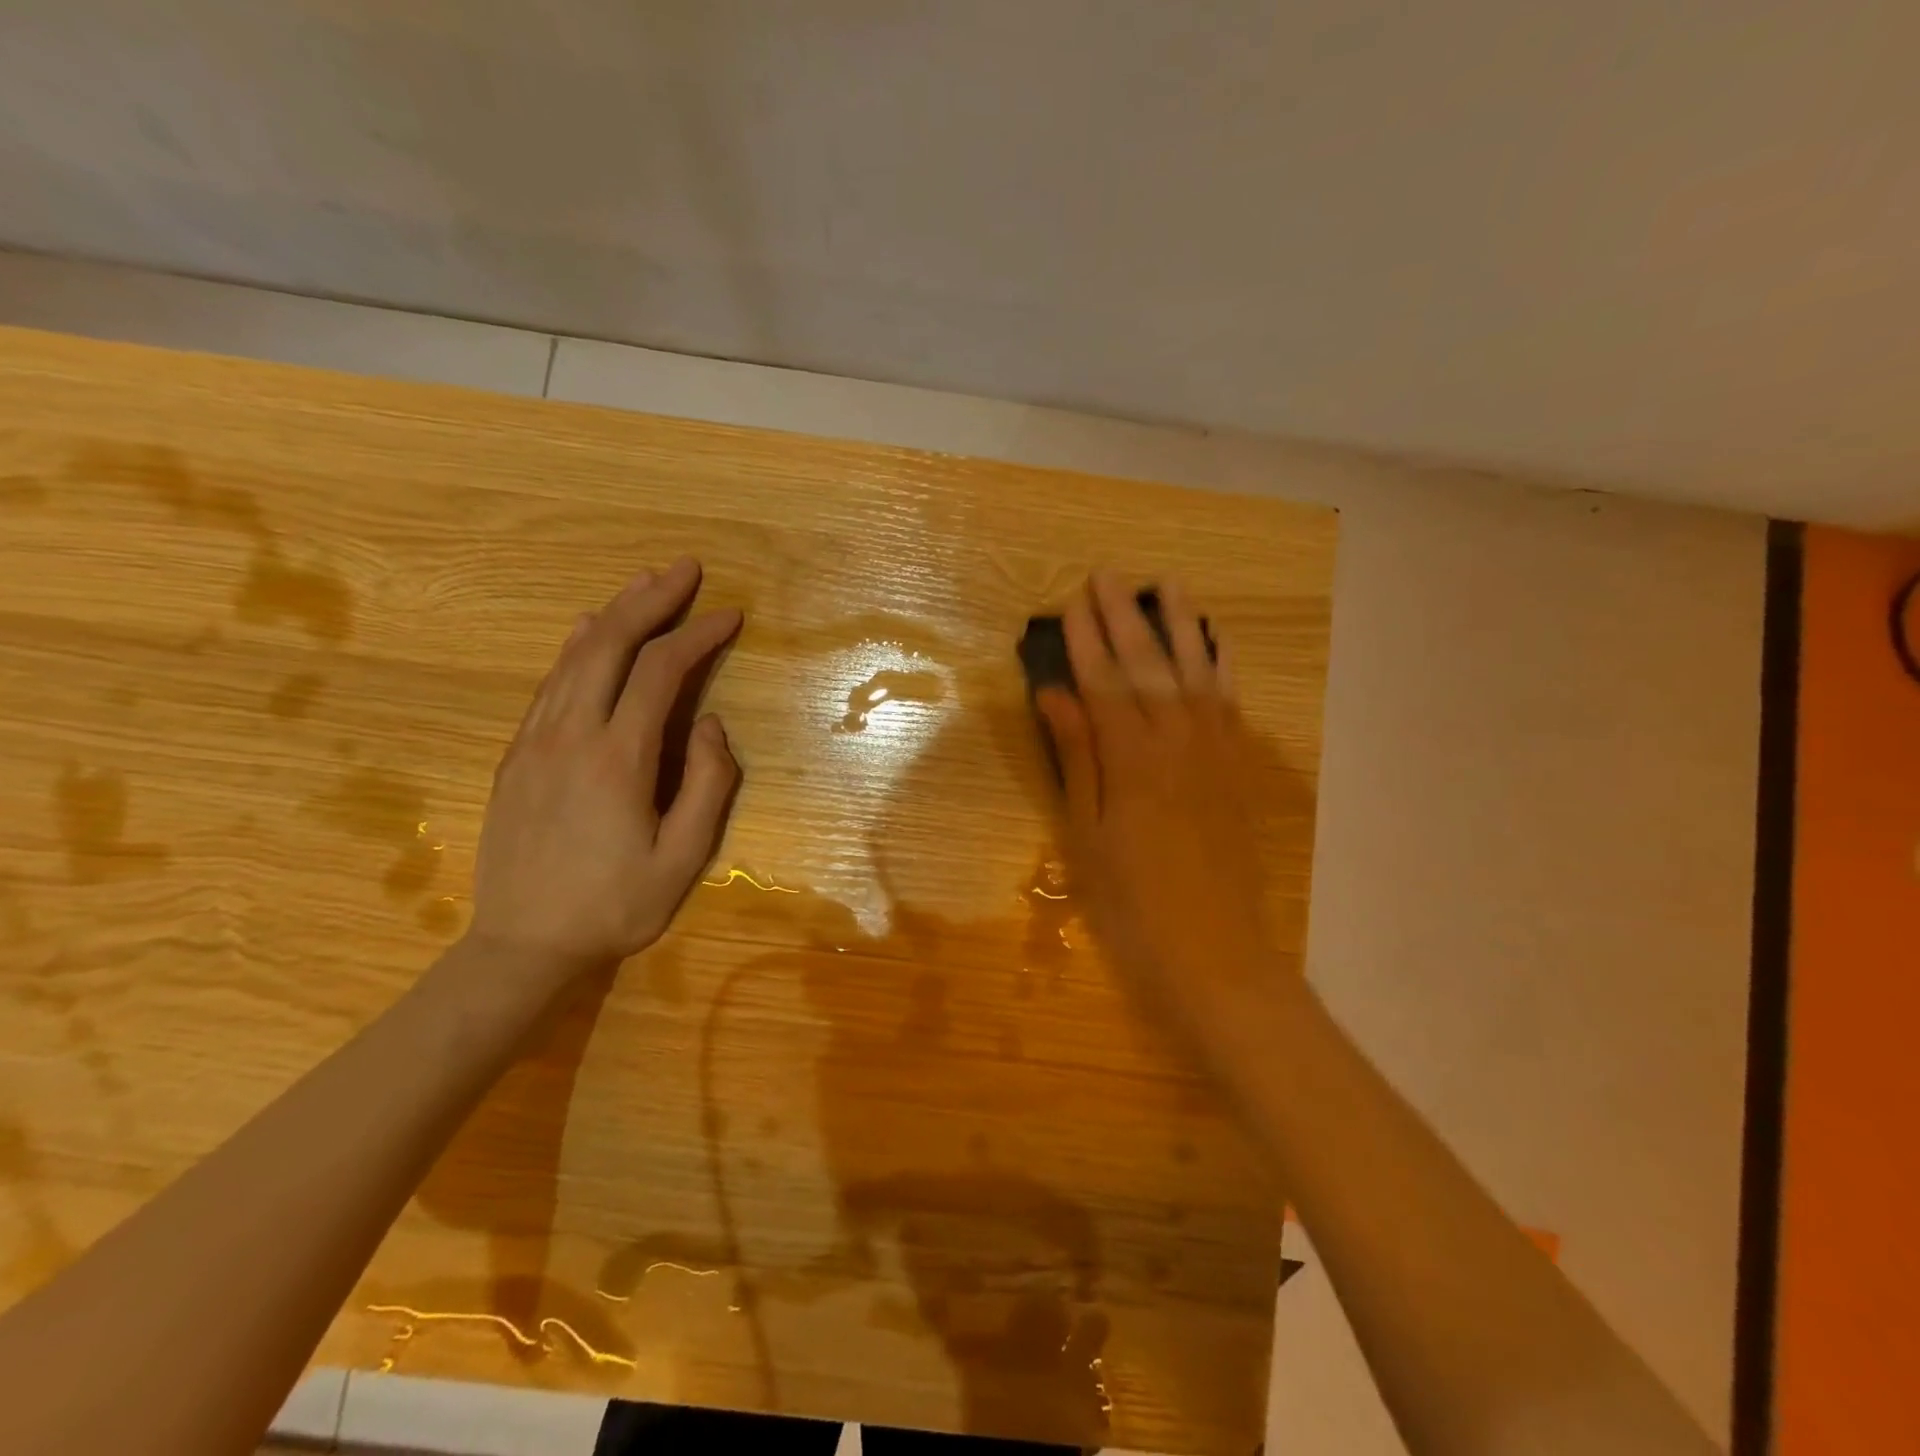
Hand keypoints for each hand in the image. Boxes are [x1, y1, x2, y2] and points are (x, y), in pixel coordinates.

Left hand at [466, 558, 741, 984]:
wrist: (521, 947)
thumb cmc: (614, 906)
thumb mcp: (683, 858)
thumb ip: (709, 785)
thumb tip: (712, 725)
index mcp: (618, 758)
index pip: (661, 672)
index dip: (698, 634)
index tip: (730, 615)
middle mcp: (570, 734)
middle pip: (609, 643)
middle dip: (650, 600)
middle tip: (684, 569)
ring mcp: (535, 741)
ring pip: (574, 656)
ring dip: (613, 613)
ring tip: (645, 585)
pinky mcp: (515, 755)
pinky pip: (550, 683)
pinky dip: (576, 648)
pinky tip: (587, 631)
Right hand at [1036, 573, 1276, 1047]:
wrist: (1215, 954)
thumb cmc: (1132, 904)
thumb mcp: (1085, 835)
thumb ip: (1076, 758)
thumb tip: (1054, 695)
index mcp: (1132, 760)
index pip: (1104, 684)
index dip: (1086, 640)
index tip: (1072, 601)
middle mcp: (1178, 742)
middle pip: (1149, 666)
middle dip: (1125, 618)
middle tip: (1108, 575)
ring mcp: (1216, 752)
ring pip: (1197, 673)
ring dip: (1180, 626)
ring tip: (1167, 585)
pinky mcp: (1239, 769)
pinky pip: (1231, 703)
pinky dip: (1221, 666)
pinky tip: (1215, 643)